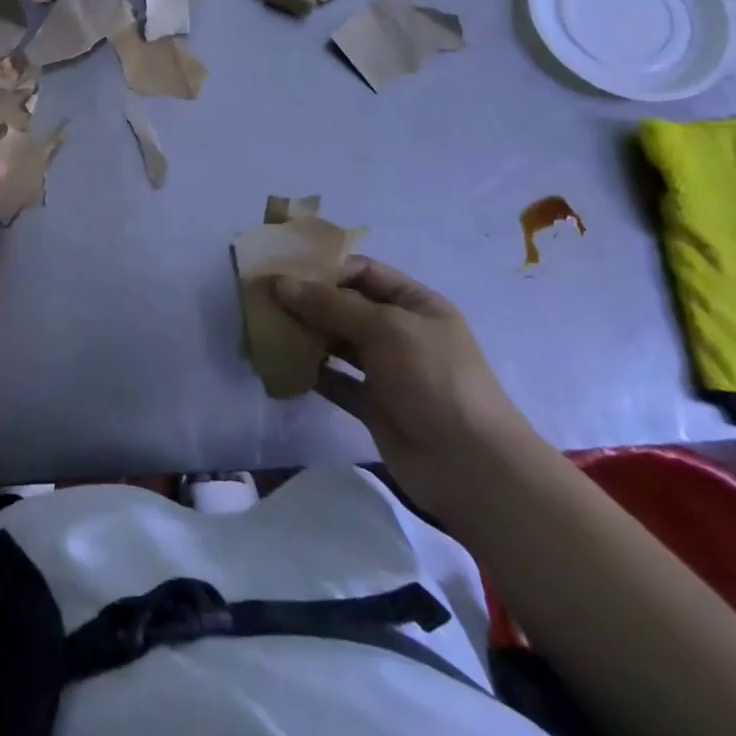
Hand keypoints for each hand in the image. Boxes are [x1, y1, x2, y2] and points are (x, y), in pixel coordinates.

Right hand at [270, 257, 546, 516]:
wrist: (472, 467)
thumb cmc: (434, 379)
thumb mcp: (385, 328)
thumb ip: (330, 304)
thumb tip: (279, 284)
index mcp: (415, 304)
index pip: (364, 272)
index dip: (325, 268)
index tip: (283, 271)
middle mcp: (400, 332)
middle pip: (346, 306)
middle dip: (308, 301)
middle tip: (264, 299)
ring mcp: (387, 370)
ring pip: (337, 342)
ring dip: (305, 335)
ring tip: (266, 329)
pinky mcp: (373, 405)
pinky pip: (335, 380)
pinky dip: (311, 372)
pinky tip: (282, 366)